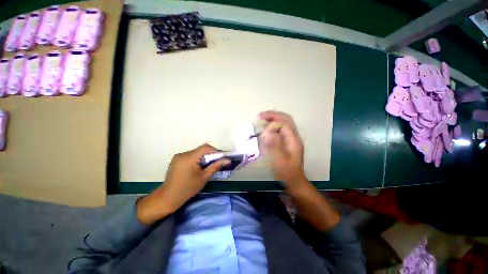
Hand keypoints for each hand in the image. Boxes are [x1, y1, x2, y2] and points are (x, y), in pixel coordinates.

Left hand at [136, 144, 229, 224]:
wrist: (168, 197)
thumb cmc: (188, 189)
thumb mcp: (204, 177)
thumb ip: (215, 166)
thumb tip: (227, 160)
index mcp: (189, 158)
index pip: (205, 147)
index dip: (215, 150)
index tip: (221, 157)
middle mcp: (183, 154)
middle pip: (200, 150)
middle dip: (210, 155)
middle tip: (216, 162)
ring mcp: (178, 156)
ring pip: (195, 152)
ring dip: (203, 157)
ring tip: (207, 166)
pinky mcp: (176, 160)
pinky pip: (190, 156)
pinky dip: (196, 159)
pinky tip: (197, 167)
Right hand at [259, 111, 306, 188]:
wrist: (294, 180)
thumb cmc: (287, 172)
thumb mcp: (280, 160)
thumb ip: (274, 145)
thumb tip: (268, 132)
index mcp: (294, 140)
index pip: (284, 124)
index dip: (272, 125)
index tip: (263, 133)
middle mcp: (294, 136)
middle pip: (286, 119)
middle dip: (273, 115)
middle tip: (260, 115)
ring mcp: (291, 138)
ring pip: (284, 122)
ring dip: (273, 118)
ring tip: (262, 118)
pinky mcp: (287, 141)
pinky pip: (281, 129)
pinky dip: (273, 125)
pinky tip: (266, 126)